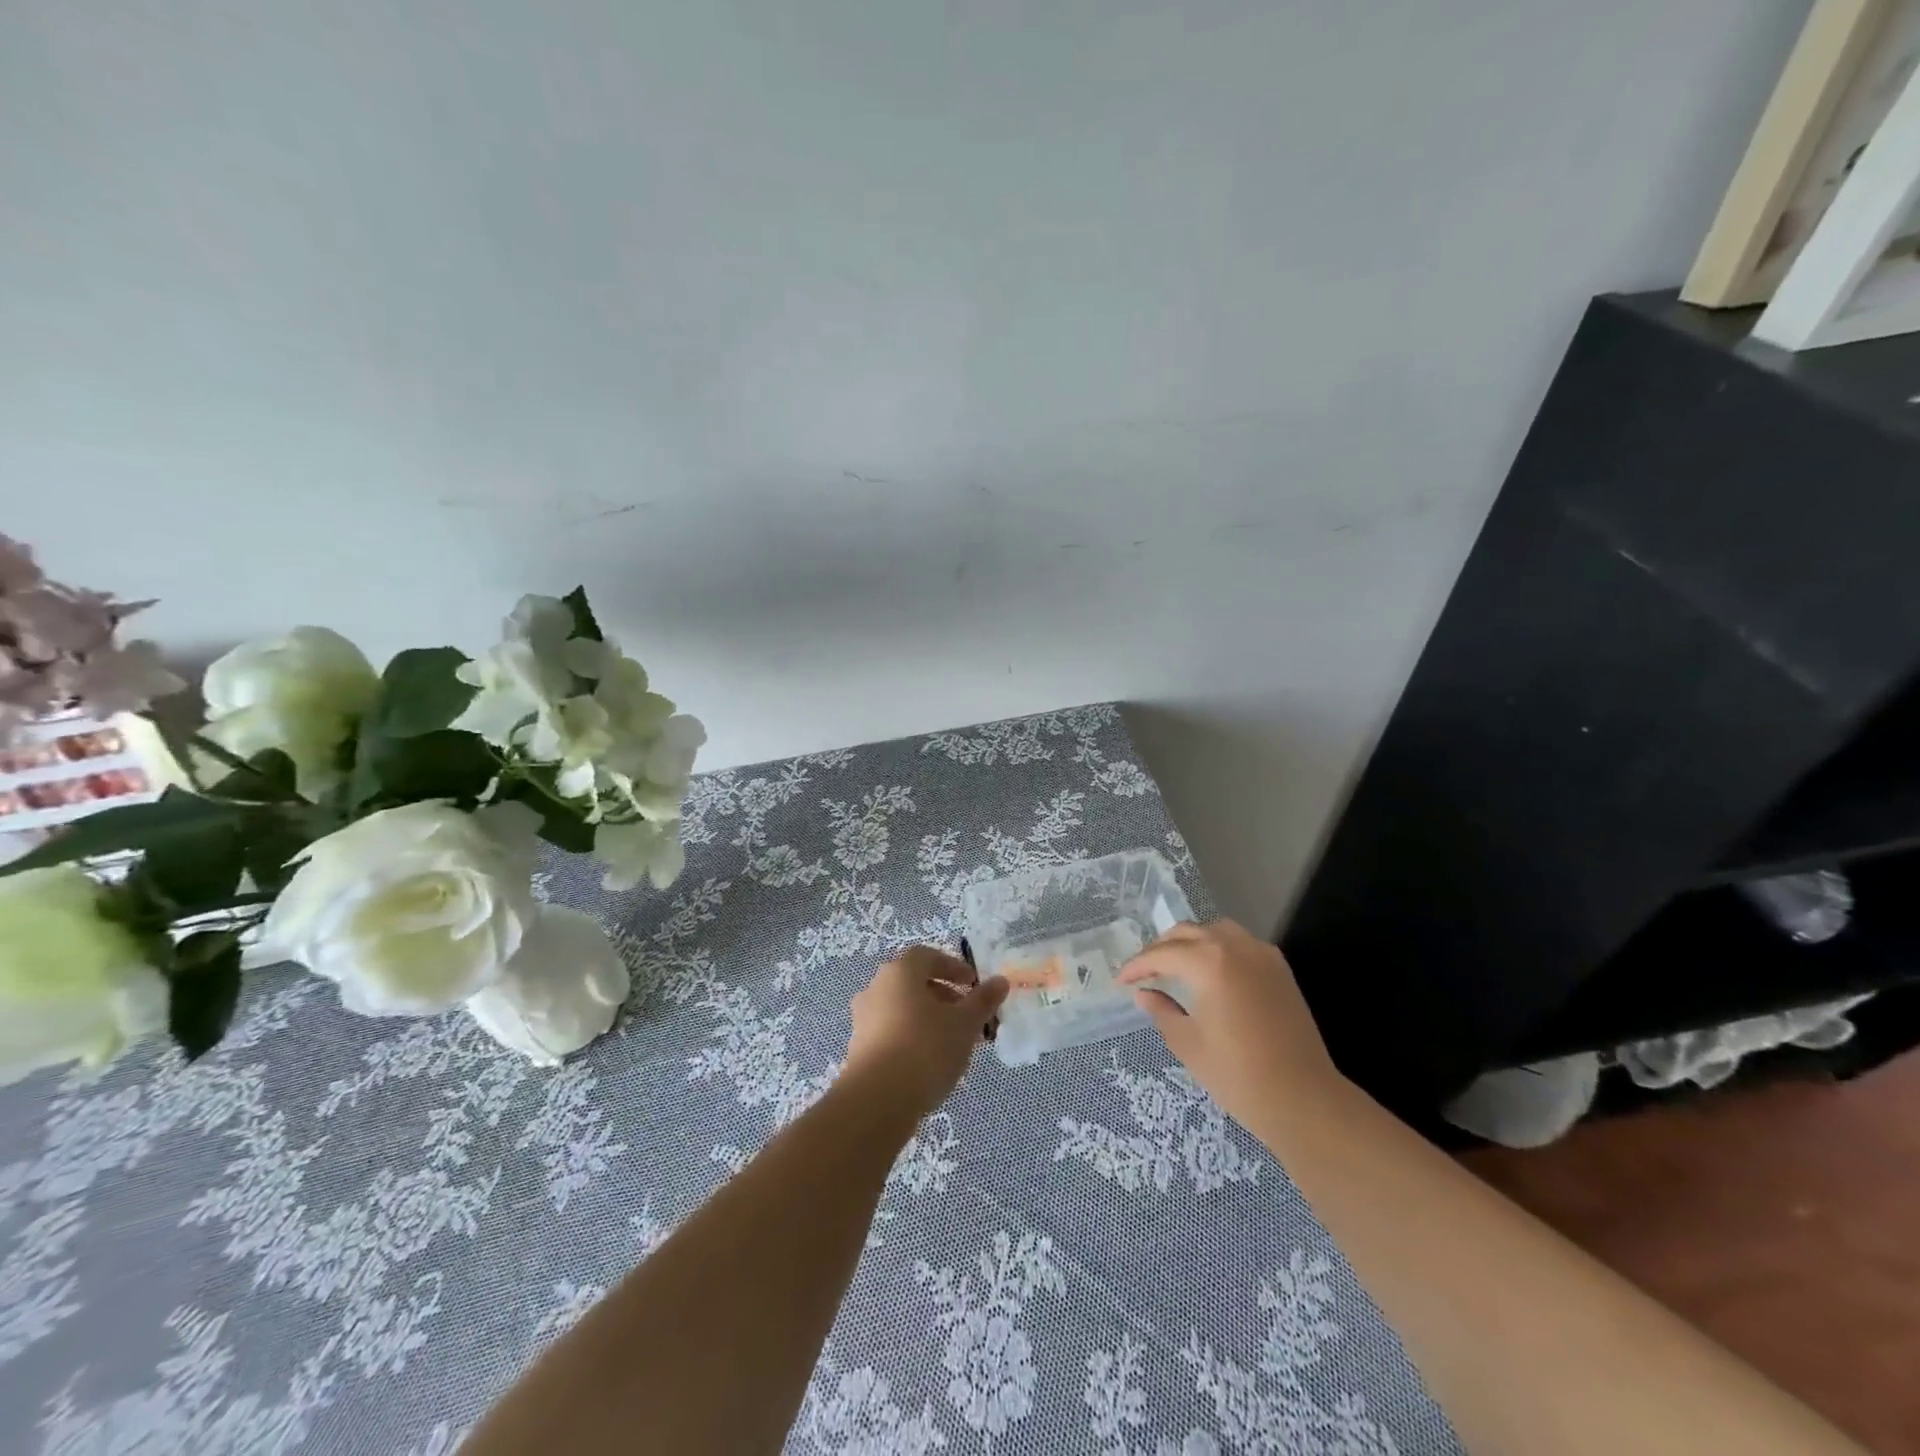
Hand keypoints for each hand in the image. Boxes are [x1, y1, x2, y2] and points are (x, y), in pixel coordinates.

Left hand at [842, 946, 1008, 1118]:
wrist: (877, 1100)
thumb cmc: (926, 1048)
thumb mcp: (964, 1024)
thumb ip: (983, 1000)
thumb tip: (1000, 981)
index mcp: (899, 972)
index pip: (927, 956)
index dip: (953, 967)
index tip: (973, 985)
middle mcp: (876, 988)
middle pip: (914, 983)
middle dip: (944, 997)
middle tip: (968, 1017)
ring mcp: (863, 1019)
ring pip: (903, 1010)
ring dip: (929, 1020)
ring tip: (954, 1044)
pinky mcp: (859, 1049)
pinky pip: (891, 1033)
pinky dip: (913, 1038)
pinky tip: (930, 1063)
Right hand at [1118, 919, 1343, 1131]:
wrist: (1304, 1099)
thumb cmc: (1238, 1075)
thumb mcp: (1188, 1044)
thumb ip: (1162, 1010)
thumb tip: (1144, 994)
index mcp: (1209, 962)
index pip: (1162, 954)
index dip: (1137, 966)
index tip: (1120, 980)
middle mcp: (1235, 946)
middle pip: (1187, 933)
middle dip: (1160, 949)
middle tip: (1143, 972)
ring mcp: (1262, 954)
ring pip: (1215, 931)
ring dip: (1190, 942)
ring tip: (1174, 964)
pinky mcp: (1280, 969)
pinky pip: (1240, 943)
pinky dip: (1218, 947)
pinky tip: (1210, 970)